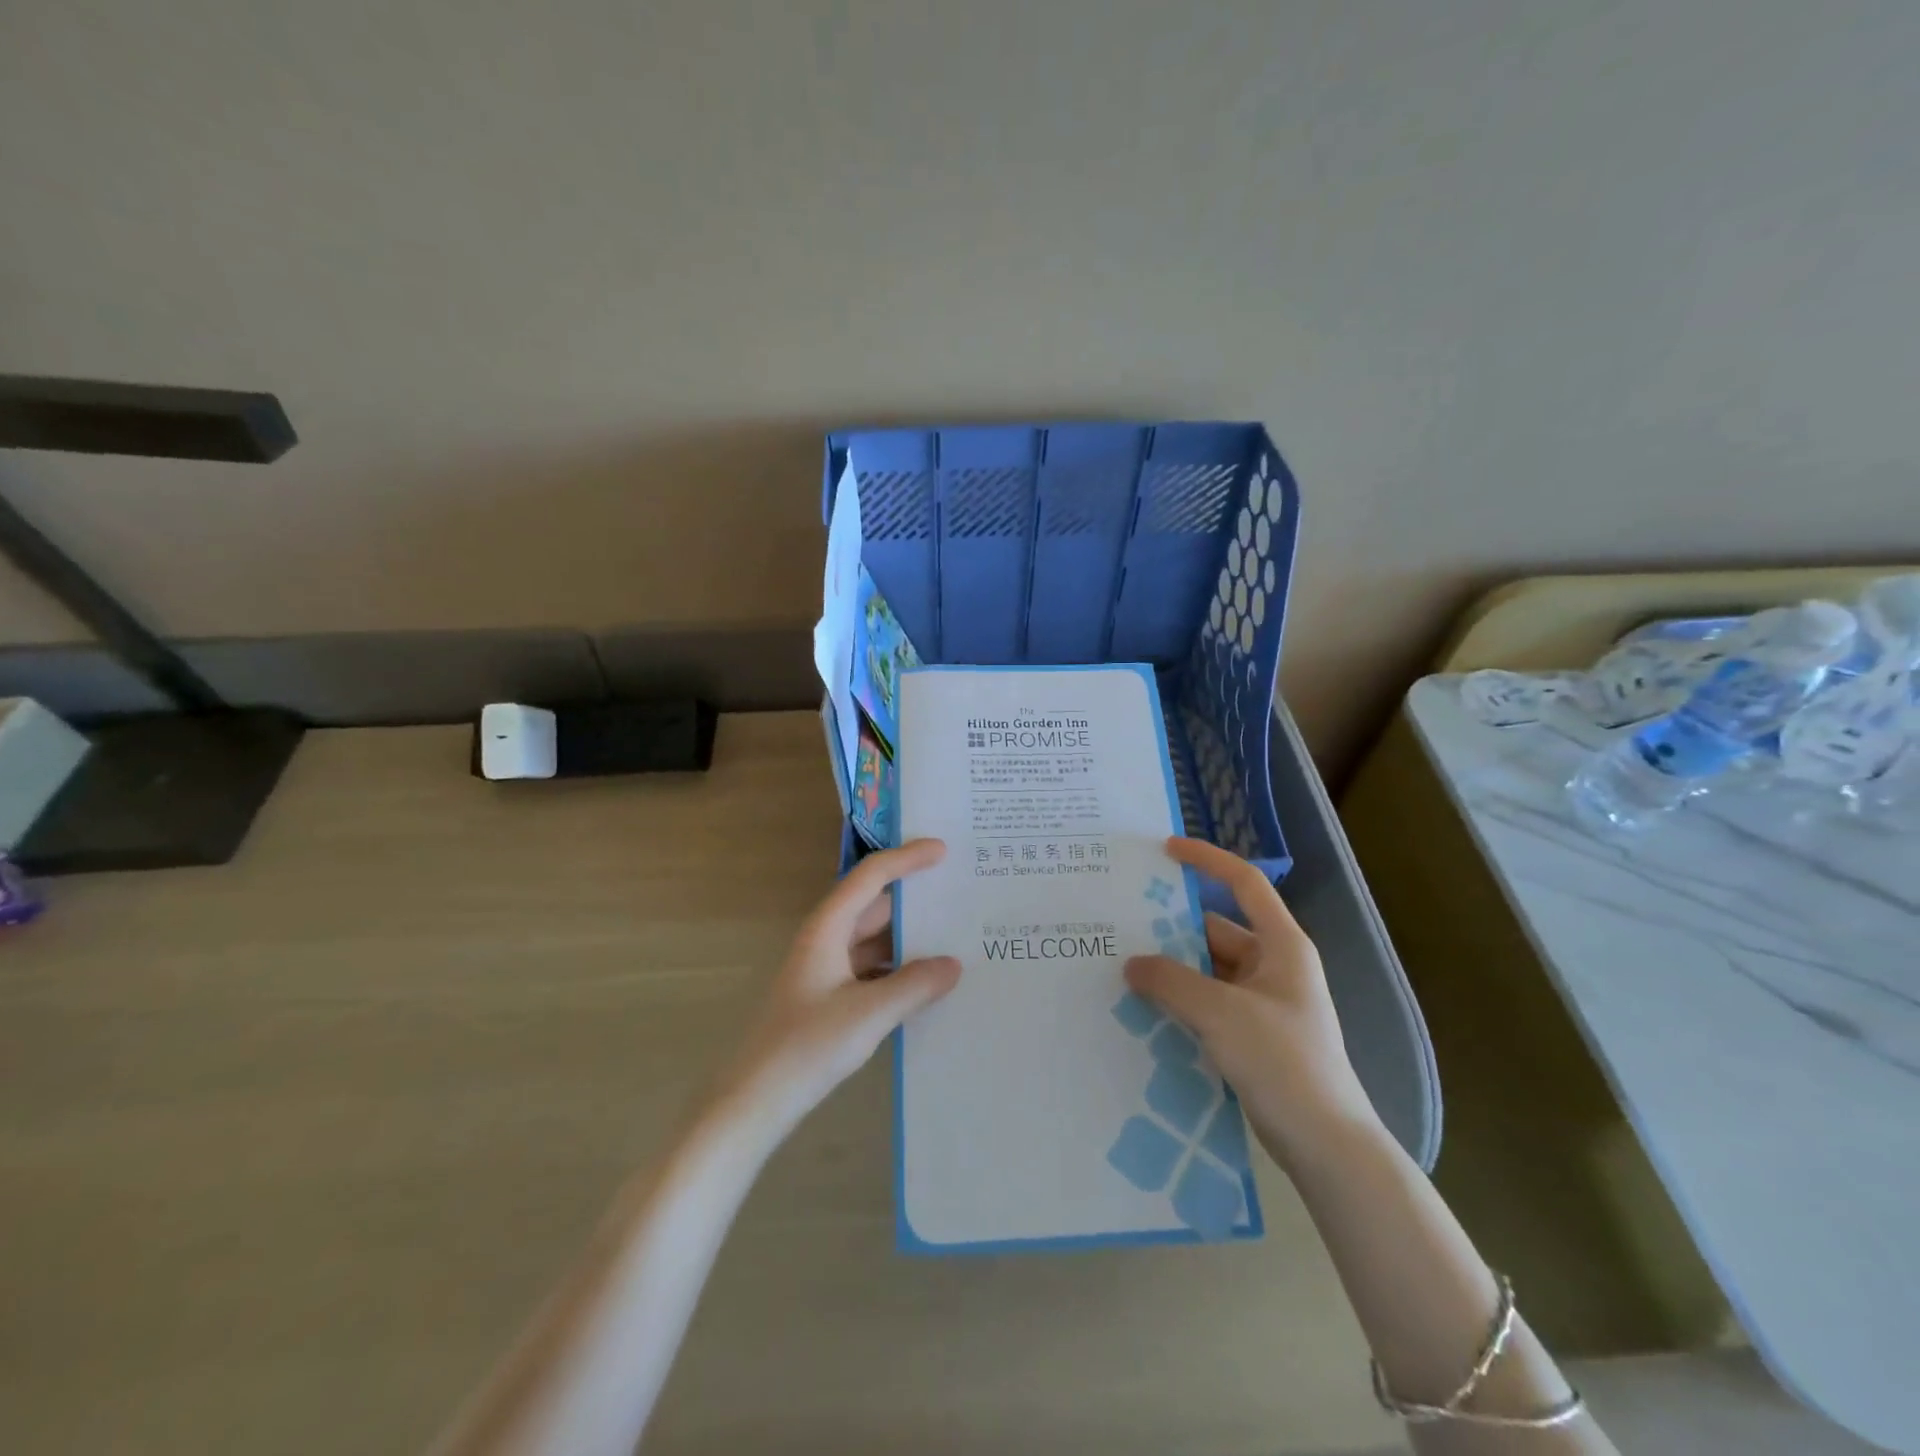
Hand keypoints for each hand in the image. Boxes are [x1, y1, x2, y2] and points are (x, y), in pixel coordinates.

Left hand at [717, 839, 960, 1137]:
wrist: (754, 1101)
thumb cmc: (806, 1047)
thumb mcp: (868, 1015)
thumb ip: (914, 986)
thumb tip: (954, 964)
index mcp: (827, 929)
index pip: (871, 877)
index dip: (906, 858)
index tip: (943, 851)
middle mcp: (826, 940)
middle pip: (874, 906)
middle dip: (914, 899)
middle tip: (959, 894)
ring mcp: (826, 970)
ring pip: (875, 940)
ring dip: (909, 939)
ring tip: (955, 937)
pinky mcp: (829, 998)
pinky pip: (872, 970)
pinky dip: (899, 969)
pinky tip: (928, 984)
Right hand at [1125, 837, 1377, 1166]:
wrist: (1326, 1145)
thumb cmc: (1283, 1062)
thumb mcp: (1220, 1013)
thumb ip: (1171, 981)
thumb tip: (1132, 964)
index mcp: (1282, 945)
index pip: (1244, 883)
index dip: (1207, 859)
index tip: (1166, 849)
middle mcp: (1274, 966)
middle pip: (1216, 929)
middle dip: (1172, 927)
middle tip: (1122, 923)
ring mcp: (1263, 1003)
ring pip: (1208, 970)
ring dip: (1172, 969)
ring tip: (1122, 966)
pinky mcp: (1253, 1035)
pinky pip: (1209, 1002)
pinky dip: (1181, 1000)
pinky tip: (1145, 1009)